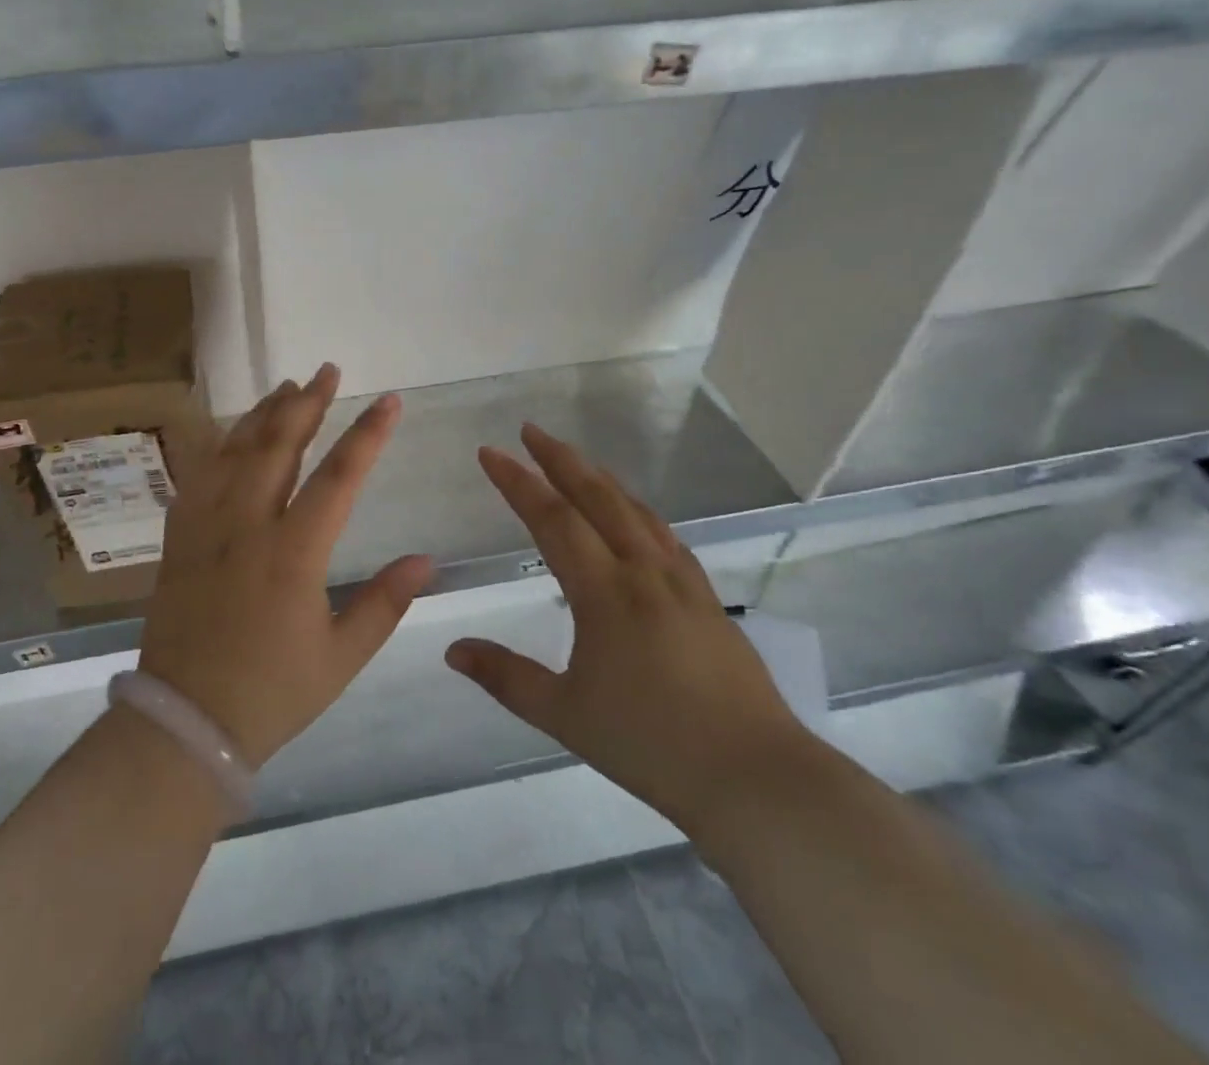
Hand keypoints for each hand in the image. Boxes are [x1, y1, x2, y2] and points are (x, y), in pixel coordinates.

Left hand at [138, 363, 435, 767]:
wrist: (186, 722)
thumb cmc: (272, 693)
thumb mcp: (341, 657)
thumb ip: (385, 603)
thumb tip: (426, 560)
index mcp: (294, 553)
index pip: (339, 477)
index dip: (368, 434)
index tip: (389, 401)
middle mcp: (247, 526)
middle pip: (279, 446)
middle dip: (307, 404)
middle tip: (327, 371)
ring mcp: (206, 528)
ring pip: (235, 452)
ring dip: (263, 414)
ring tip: (286, 387)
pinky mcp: (178, 539)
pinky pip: (197, 476)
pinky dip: (218, 446)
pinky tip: (230, 433)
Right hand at [445, 423, 812, 832]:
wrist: (756, 778)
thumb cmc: (651, 745)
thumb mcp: (564, 715)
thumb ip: (505, 676)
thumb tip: (452, 649)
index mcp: (605, 592)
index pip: (553, 519)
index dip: (518, 482)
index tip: (491, 452)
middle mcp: (643, 572)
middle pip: (597, 498)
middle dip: (559, 460)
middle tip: (531, 430)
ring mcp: (682, 582)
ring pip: (635, 510)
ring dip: (599, 478)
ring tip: (575, 461)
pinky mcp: (707, 599)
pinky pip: (664, 535)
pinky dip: (637, 510)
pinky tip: (635, 517)